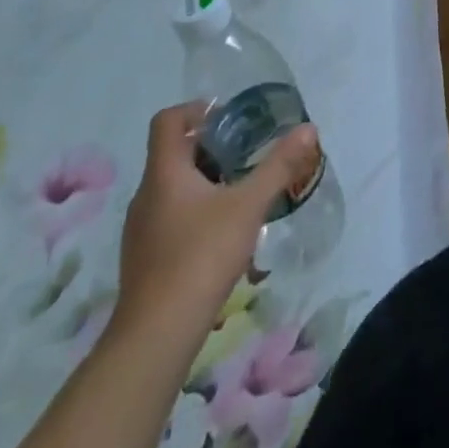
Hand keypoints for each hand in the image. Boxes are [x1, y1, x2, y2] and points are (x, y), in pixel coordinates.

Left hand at [112, 103, 320, 352]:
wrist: (155, 338)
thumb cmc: (200, 256)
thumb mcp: (248, 205)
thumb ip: (278, 165)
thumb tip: (308, 129)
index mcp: (164, 173)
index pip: (167, 120)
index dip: (196, 110)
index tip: (229, 118)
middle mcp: (146, 195)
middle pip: (173, 153)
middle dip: (211, 148)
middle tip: (246, 154)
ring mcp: (140, 231)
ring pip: (172, 188)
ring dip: (204, 181)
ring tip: (240, 193)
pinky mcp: (144, 260)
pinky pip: (169, 218)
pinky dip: (195, 212)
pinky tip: (222, 234)